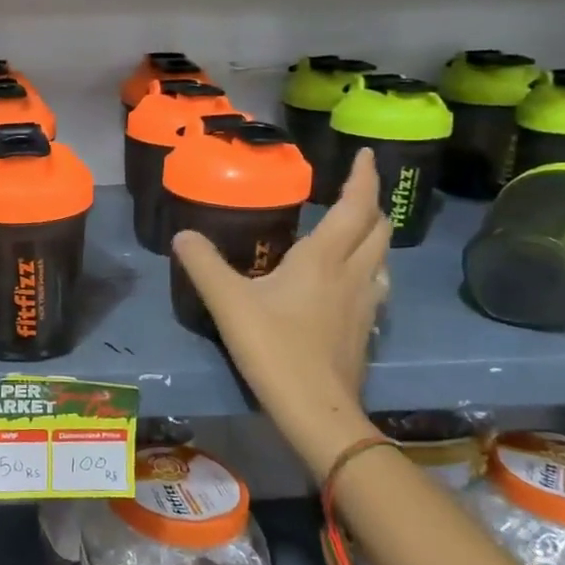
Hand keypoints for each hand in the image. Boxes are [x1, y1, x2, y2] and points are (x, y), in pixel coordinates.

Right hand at [172, 148, 389, 461]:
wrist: (316, 409)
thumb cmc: (274, 348)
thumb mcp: (228, 302)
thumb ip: (204, 264)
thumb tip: (182, 235)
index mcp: (323, 258)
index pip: (355, 206)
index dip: (364, 177)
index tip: (367, 154)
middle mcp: (352, 274)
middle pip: (377, 229)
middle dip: (370, 204)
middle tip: (352, 192)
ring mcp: (364, 304)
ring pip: (381, 258)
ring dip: (374, 238)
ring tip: (354, 233)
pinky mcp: (365, 330)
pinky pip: (375, 287)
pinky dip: (368, 271)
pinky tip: (350, 284)